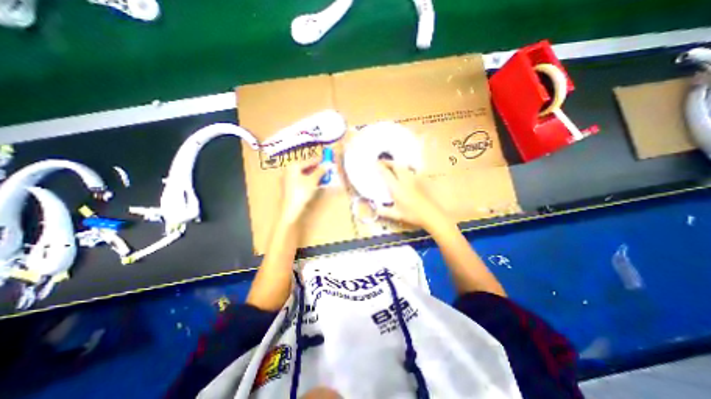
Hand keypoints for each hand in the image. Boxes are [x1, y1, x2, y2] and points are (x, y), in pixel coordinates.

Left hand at [282, 159, 328, 227]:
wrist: (291, 208)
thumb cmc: (302, 192)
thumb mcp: (313, 180)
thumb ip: (320, 171)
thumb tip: (327, 165)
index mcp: (293, 166)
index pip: (309, 161)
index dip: (319, 161)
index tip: (327, 160)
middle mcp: (288, 170)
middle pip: (305, 167)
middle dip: (316, 168)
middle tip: (325, 169)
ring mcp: (286, 179)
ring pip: (302, 174)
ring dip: (312, 175)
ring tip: (322, 176)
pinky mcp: (287, 187)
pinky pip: (299, 180)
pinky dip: (307, 180)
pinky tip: (314, 183)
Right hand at [375, 161, 446, 230]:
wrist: (430, 214)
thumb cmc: (412, 215)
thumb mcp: (396, 215)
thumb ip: (384, 212)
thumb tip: (376, 210)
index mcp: (396, 188)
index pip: (386, 174)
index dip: (380, 167)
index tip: (375, 163)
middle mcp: (404, 180)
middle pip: (396, 166)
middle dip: (388, 162)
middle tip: (382, 162)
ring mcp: (414, 179)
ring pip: (404, 167)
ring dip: (396, 164)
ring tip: (392, 165)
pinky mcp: (421, 181)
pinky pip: (412, 170)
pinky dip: (406, 168)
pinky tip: (406, 170)